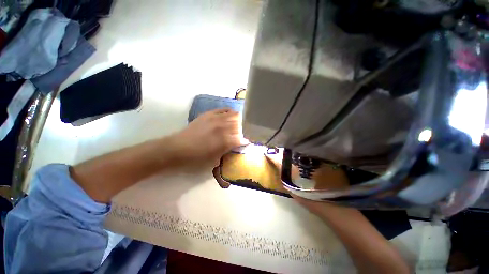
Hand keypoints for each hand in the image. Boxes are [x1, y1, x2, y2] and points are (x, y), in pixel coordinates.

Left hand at [173, 109, 245, 165]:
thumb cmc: (197, 157)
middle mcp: (222, 127)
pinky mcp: (209, 114)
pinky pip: (223, 109)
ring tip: (241, 123)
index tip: (247, 141)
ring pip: (234, 115)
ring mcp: (216, 118)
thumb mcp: (215, 158)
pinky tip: (231, 114)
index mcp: (224, 140)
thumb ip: (229, 148)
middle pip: (240, 125)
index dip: (246, 140)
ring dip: (239, 120)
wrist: (178, 148)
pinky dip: (230, 111)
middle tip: (245, 132)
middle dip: (244, 129)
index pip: (241, 138)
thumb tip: (240, 143)